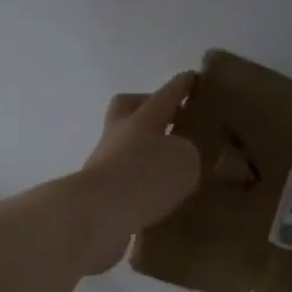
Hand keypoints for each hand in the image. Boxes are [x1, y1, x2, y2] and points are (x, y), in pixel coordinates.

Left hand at [79, 71, 200, 272]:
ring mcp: (104, 162)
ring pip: (126, 146)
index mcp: (143, 118)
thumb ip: (187, 152)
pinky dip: (140, 183)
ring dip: (144, 152)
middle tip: (169, 120)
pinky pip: (124, 178)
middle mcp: (119, 134)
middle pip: (128, 109)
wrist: (98, 214)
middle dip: (147, 109)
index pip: (166, 95)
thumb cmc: (146, 176)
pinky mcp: (99, 192)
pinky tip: (157, 197)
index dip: (181, 86)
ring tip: (170, 167)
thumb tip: (177, 158)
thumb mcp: (184, 159)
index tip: (193, 77)